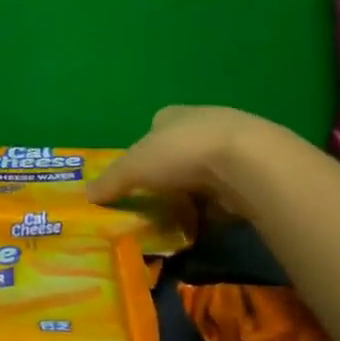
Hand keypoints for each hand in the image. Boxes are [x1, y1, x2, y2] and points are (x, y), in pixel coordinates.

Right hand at [87, 105, 308, 221]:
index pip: (155, 128)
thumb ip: (112, 181)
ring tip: (182, 218)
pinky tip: (210, 224)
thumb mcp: (135, 166)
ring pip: (206, 173)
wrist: (247, 162)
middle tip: (158, 202)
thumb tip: (86, 194)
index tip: (139, 176)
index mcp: (173, 116)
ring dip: (196, 193)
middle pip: (181, 151)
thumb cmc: (182, 154)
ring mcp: (232, 148)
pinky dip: (218, 209)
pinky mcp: (253, 173)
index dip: (146, 151)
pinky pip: (228, 194)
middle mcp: (203, 124)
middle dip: (171, 175)